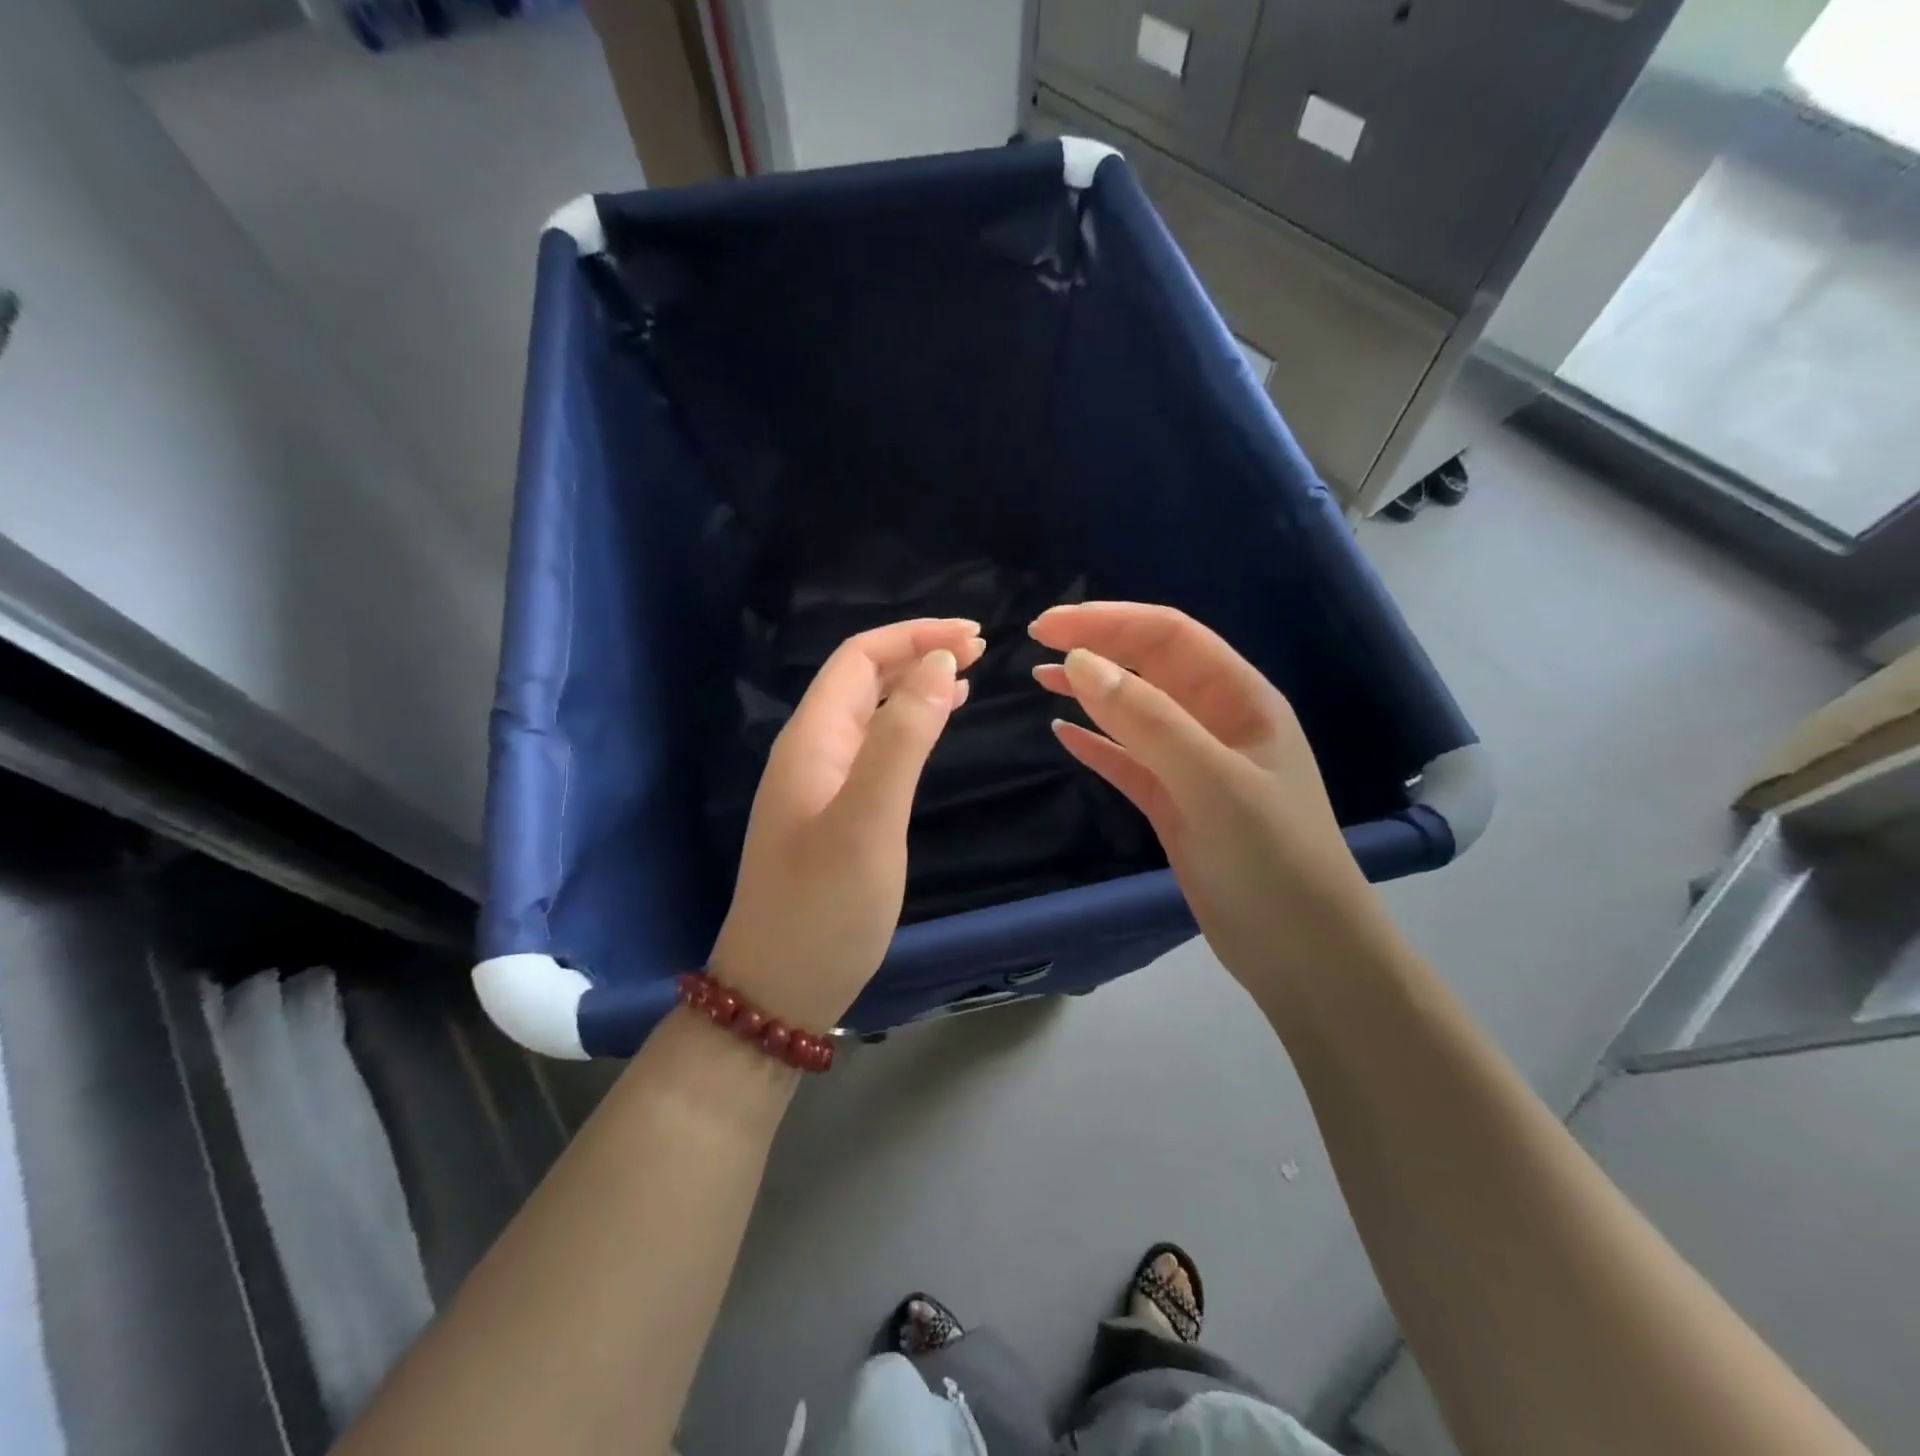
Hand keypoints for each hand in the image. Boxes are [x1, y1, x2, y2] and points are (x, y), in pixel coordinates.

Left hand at [708, 619, 982, 1031]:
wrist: (778, 990)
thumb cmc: (824, 909)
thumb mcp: (869, 822)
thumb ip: (903, 740)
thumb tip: (939, 665)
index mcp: (812, 740)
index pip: (859, 658)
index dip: (914, 637)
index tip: (974, 638)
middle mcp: (811, 752)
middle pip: (863, 678)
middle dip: (918, 652)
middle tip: (980, 650)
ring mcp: (819, 785)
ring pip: (870, 712)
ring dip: (915, 686)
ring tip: (967, 678)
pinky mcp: (833, 814)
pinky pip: (873, 749)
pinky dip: (908, 727)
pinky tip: (932, 732)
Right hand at [1030, 602, 1396, 995]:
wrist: (1303, 955)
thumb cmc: (1272, 861)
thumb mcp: (1213, 783)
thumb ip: (1148, 721)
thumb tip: (1078, 662)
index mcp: (1241, 700)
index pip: (1169, 637)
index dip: (1109, 622)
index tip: (1048, 626)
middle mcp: (1218, 723)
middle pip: (1149, 667)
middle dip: (1097, 647)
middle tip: (1035, 641)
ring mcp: (1195, 767)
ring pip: (1135, 713)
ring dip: (1090, 693)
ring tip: (1039, 680)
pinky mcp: (1175, 806)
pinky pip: (1128, 762)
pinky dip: (1096, 745)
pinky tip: (1064, 735)